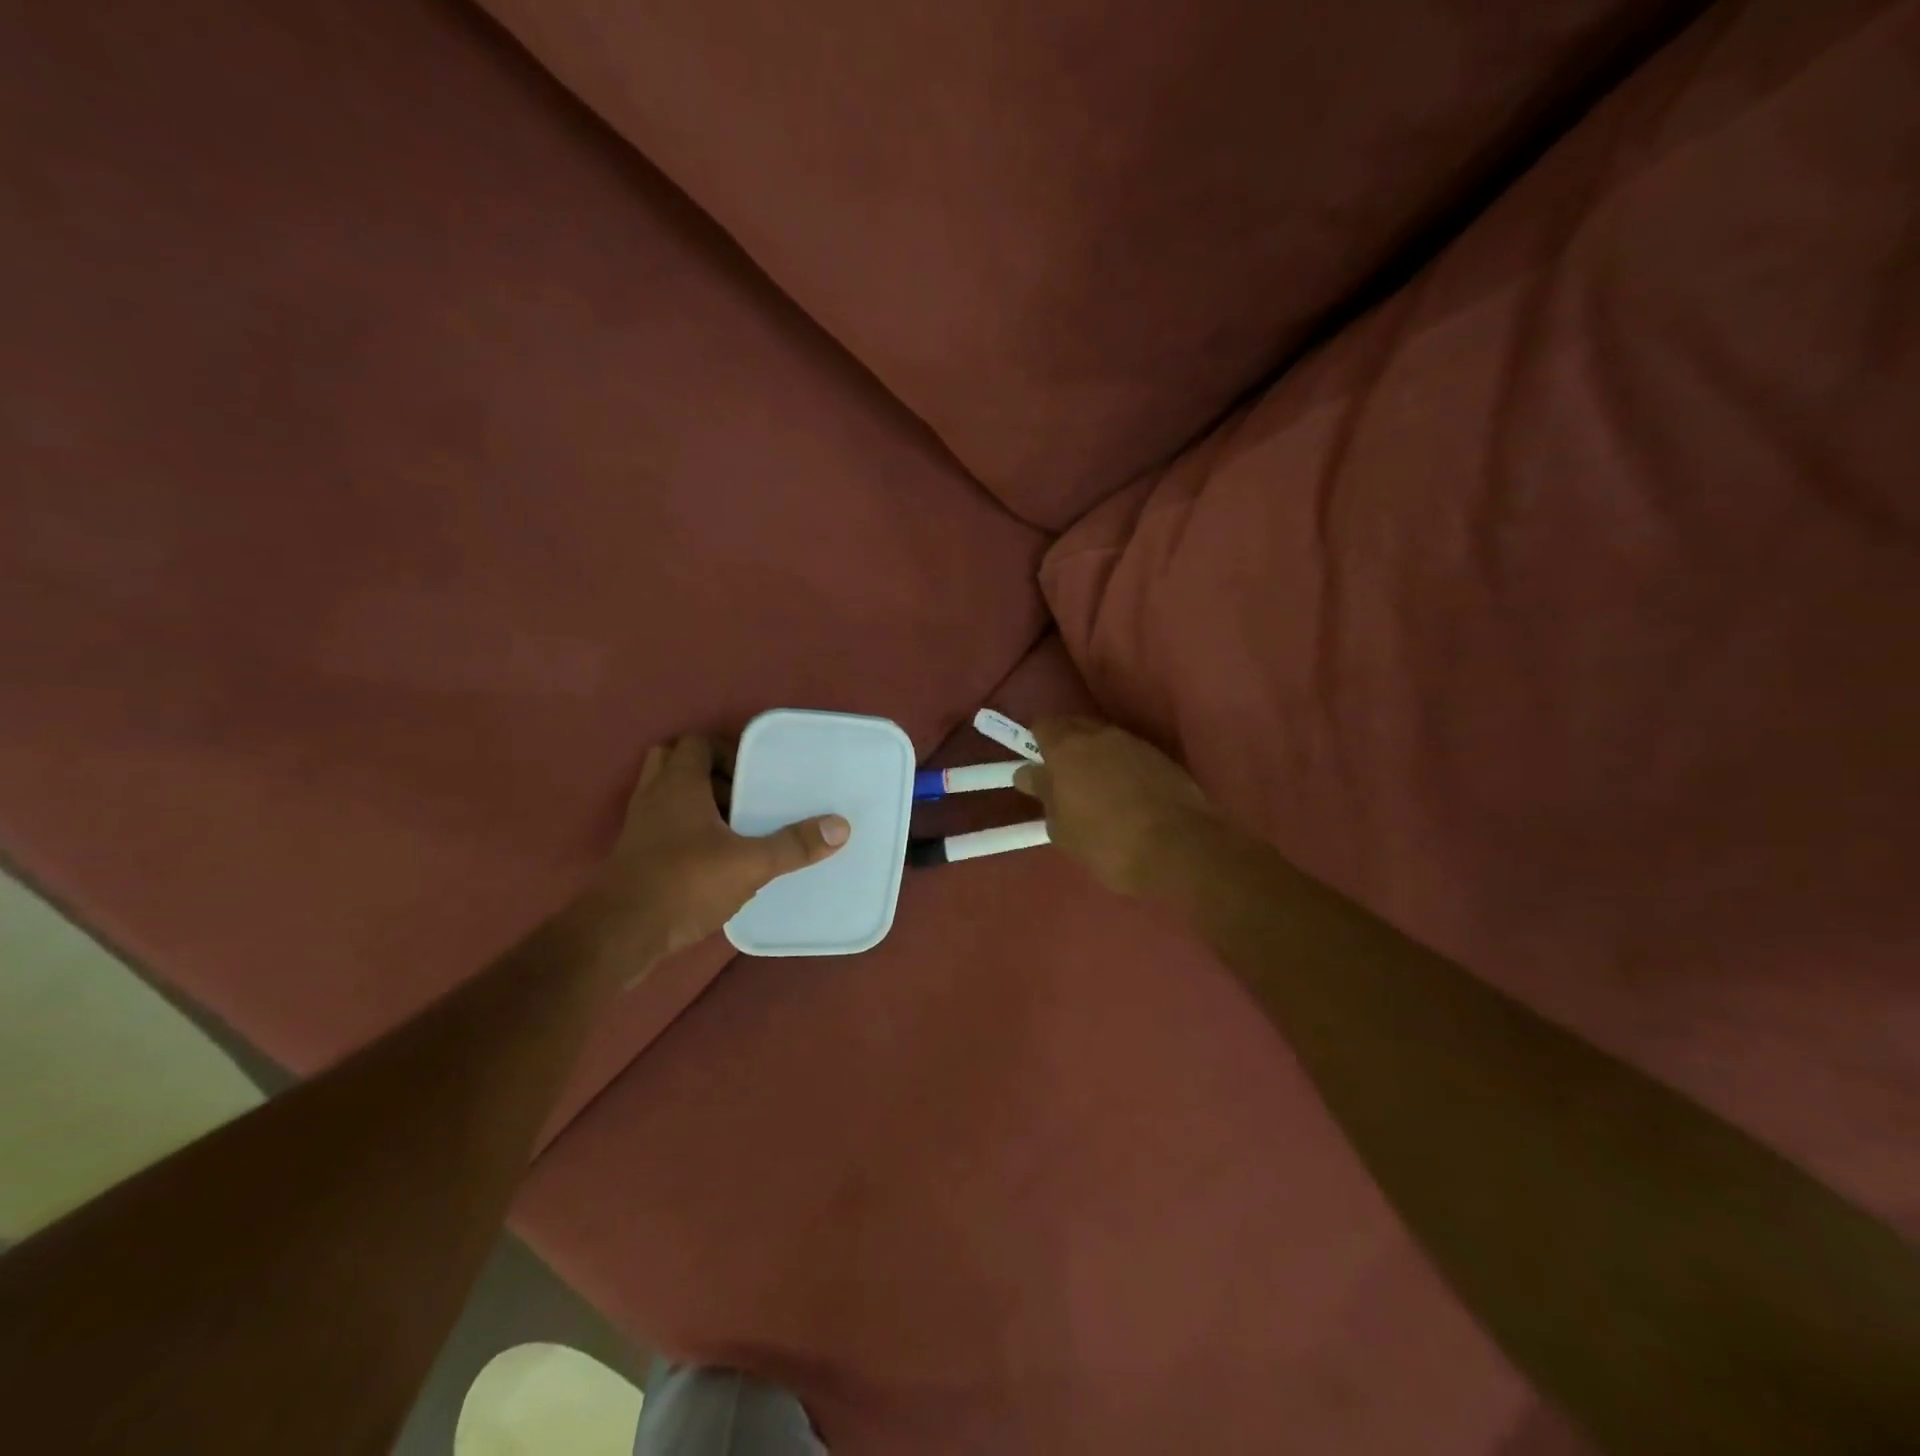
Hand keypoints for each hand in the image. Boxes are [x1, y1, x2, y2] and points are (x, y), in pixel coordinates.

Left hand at [591, 735, 849, 964]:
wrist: (619, 935)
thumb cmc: (684, 883)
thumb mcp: (749, 864)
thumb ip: (794, 845)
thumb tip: (841, 826)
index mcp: (678, 784)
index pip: (697, 743)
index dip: (727, 751)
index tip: (756, 775)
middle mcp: (654, 797)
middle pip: (675, 762)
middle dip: (710, 773)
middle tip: (743, 795)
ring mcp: (639, 827)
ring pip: (667, 796)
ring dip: (698, 802)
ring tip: (734, 827)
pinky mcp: (634, 857)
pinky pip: (662, 826)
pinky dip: (686, 830)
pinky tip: (714, 857)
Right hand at [1013, 717, 1217, 898]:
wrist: (1179, 849)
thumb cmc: (1107, 842)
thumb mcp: (1062, 828)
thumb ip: (1044, 795)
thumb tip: (1031, 775)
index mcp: (1067, 747)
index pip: (1043, 726)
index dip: (1037, 745)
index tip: (1039, 770)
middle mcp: (1101, 735)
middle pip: (1075, 728)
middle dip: (1067, 748)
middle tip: (1064, 782)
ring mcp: (1135, 744)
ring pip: (1105, 741)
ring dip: (1097, 759)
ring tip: (1098, 793)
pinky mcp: (1162, 758)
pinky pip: (1131, 756)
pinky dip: (1124, 769)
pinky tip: (1127, 798)